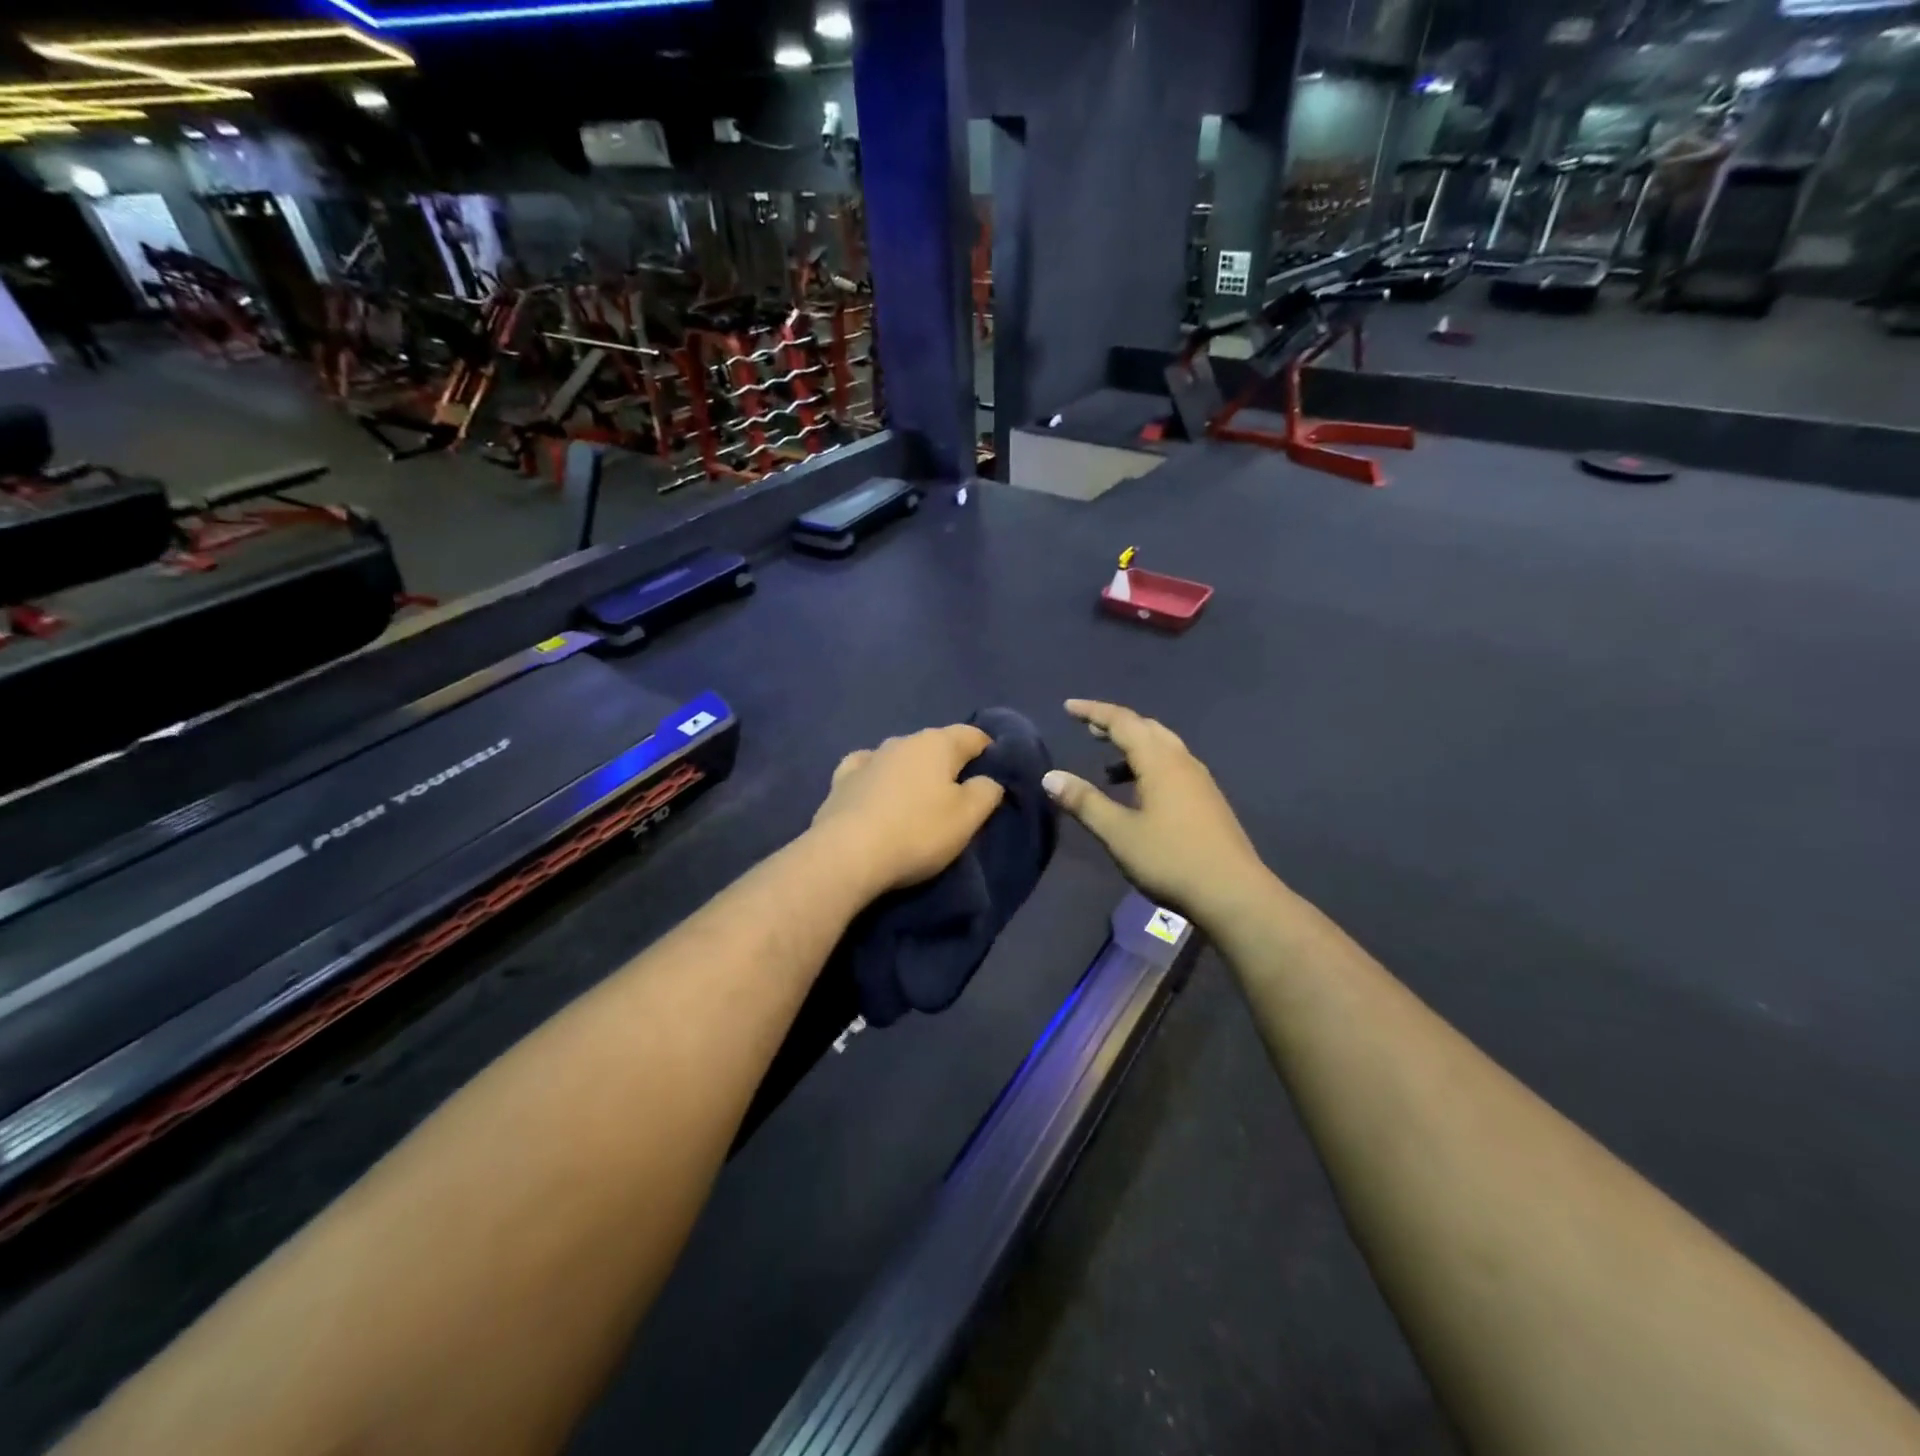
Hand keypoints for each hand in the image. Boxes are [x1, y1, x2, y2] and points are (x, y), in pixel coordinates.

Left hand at [811, 725, 1005, 896]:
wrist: (847, 855)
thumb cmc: (917, 832)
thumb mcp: (968, 818)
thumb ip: (986, 792)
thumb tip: (988, 780)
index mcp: (936, 743)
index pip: (973, 735)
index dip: (989, 751)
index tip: (996, 775)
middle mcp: (901, 741)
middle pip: (936, 745)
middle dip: (949, 764)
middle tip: (959, 797)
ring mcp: (868, 759)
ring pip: (900, 757)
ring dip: (912, 773)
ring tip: (919, 801)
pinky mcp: (841, 781)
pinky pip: (867, 770)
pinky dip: (878, 778)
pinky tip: (877, 790)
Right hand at [1041, 699, 1266, 918]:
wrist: (1233, 893)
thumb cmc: (1170, 859)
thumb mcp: (1118, 833)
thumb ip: (1085, 802)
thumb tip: (1050, 777)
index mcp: (1159, 761)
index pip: (1122, 722)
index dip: (1094, 712)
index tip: (1069, 708)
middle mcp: (1182, 762)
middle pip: (1146, 728)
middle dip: (1115, 725)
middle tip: (1089, 730)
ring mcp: (1200, 781)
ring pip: (1163, 747)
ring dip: (1134, 746)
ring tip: (1109, 765)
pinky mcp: (1208, 800)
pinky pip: (1173, 766)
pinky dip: (1149, 765)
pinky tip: (1140, 793)